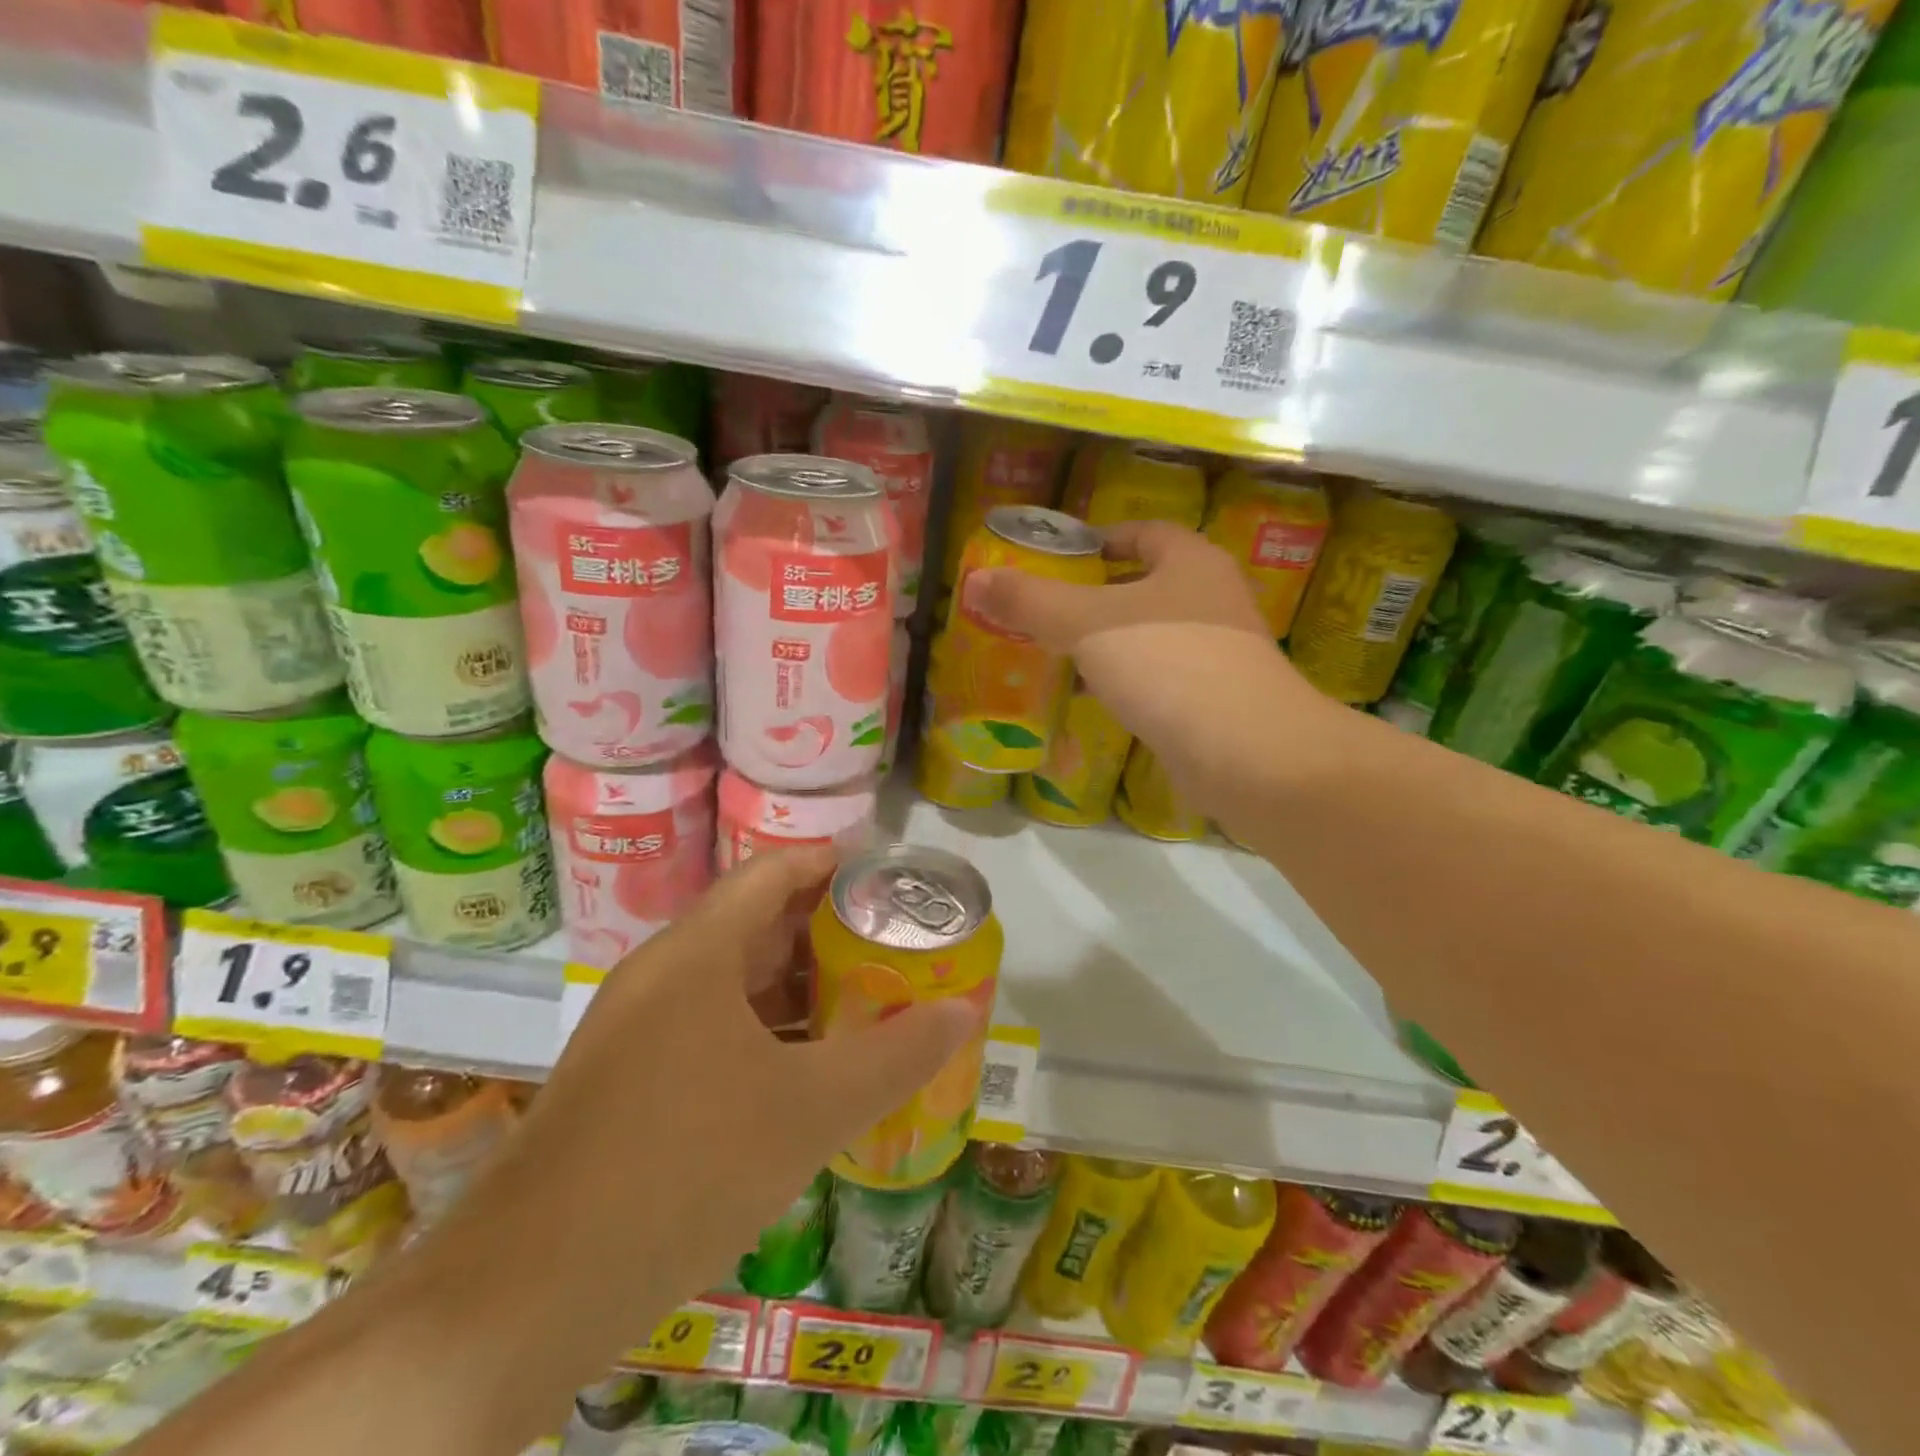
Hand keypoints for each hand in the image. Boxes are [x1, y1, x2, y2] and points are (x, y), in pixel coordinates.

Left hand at [439, 849, 981, 1374]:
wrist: (526, 1297)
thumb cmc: (685, 1168)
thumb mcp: (812, 1109)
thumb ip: (896, 1056)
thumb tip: (965, 1011)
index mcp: (696, 952)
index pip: (774, 871)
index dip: (835, 865)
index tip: (892, 881)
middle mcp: (661, 974)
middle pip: (757, 924)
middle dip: (829, 932)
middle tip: (896, 946)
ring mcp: (636, 1030)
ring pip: (733, 983)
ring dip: (799, 988)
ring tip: (868, 1002)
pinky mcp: (627, 1082)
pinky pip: (710, 1029)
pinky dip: (765, 1033)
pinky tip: (806, 1071)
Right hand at [963, 520, 1326, 807]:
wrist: (1248, 752)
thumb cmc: (1167, 665)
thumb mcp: (1086, 625)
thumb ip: (1031, 601)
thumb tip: (975, 579)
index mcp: (1190, 562)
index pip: (1142, 534)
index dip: (1100, 540)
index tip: (1060, 560)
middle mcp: (1212, 599)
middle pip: (1146, 585)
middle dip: (1096, 598)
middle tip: (1047, 613)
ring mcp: (1221, 652)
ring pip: (1153, 636)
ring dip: (1111, 644)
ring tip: (1061, 656)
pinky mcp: (1218, 699)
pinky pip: (1163, 678)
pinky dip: (1129, 682)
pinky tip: (1097, 700)